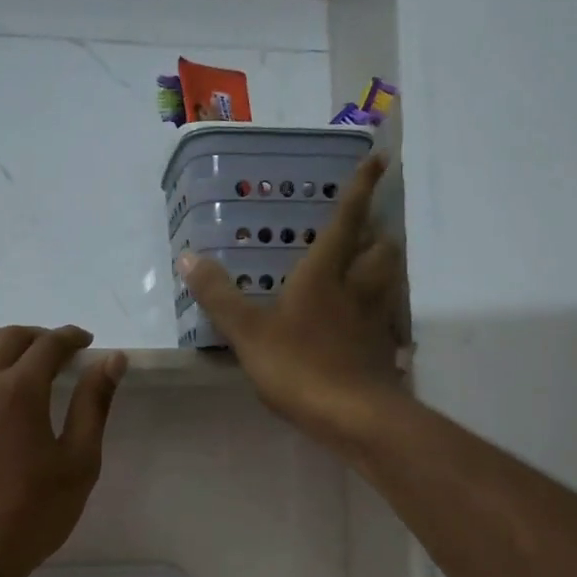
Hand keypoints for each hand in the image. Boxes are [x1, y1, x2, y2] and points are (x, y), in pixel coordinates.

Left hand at [0, 324, 126, 576]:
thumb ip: (94, 404)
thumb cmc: (33, 514)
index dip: (71, 338)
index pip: (50, 346)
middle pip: (9, 341)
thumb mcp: (79, 462)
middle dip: (38, 337)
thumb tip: (112, 359)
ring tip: (10, 344)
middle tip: (55, 351)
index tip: (85, 344)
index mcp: (21, 392)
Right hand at [177, 152, 406, 451]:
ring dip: (381, 267)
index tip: (377, 160)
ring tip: (364, 268)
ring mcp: (373, 322)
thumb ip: (219, 296)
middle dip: (377, 234)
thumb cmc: (299, 366)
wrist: (353, 416)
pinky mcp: (381, 351)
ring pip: (388, 282)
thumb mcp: (248, 332)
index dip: (360, 190)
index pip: (346, 222)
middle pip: (381, 250)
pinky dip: (378, 311)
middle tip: (365, 230)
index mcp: (325, 275)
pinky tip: (361, 324)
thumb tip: (188, 256)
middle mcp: (357, 290)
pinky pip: (384, 319)